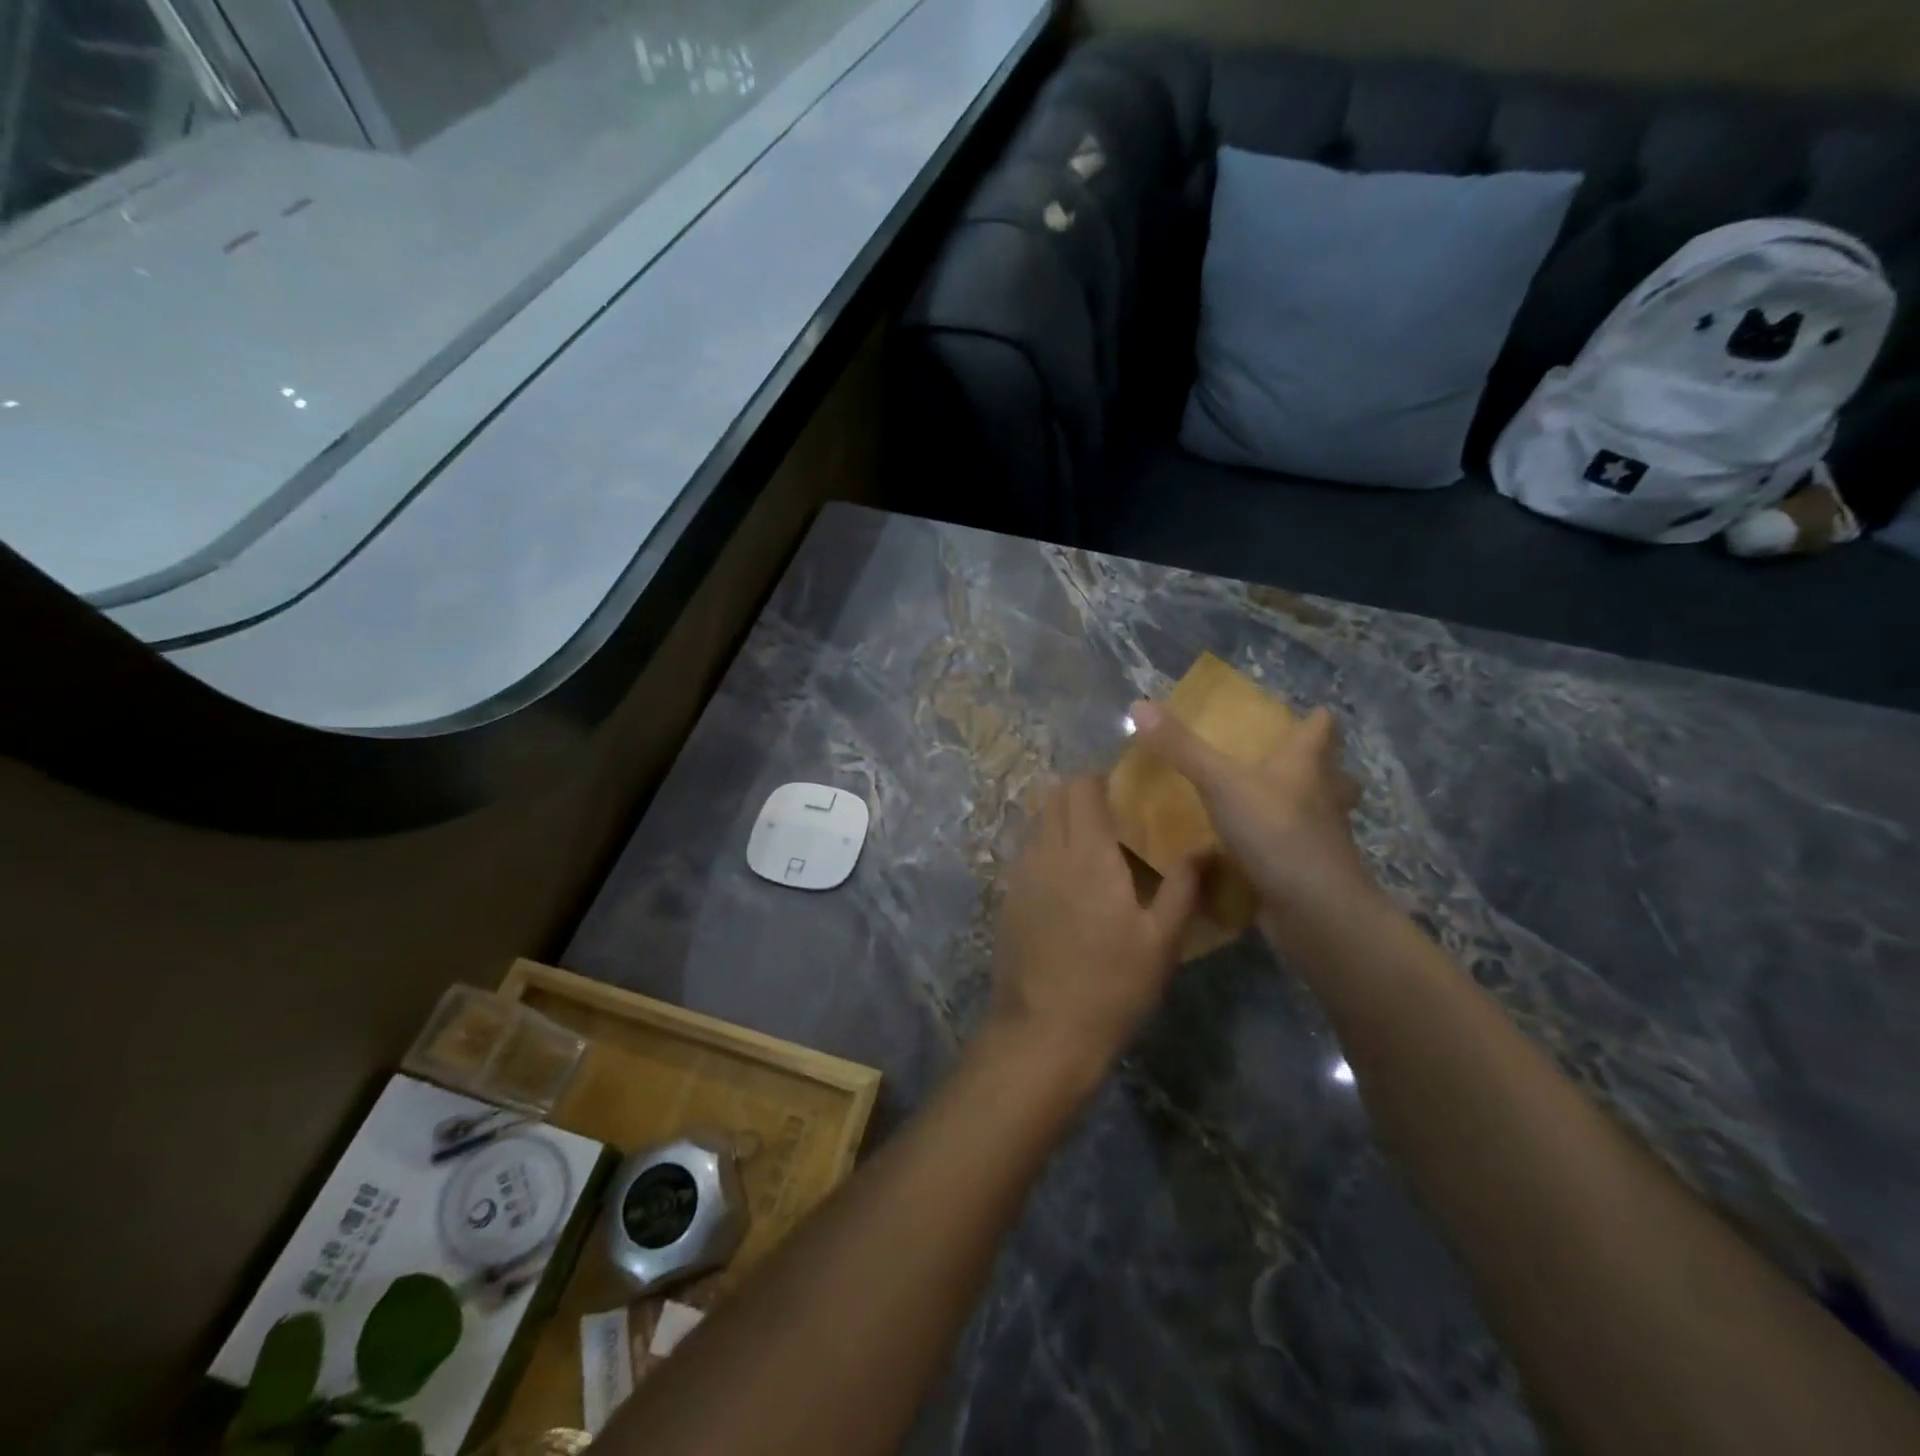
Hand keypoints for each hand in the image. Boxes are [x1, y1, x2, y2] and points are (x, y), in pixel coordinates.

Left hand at [985, 776, 1202, 1090]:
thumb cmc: (1112, 985)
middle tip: (1111, 812)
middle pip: (1053, 796)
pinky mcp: (1007, 898)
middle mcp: (1047, 852)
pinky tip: (1067, 878)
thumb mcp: (1161, 941)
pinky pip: (1026, 852)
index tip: (1124, 787)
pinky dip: (1046, 846)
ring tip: (1091, 842)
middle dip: (1079, 792)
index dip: (1100, 778)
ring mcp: (1020, 875)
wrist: (1043, 1031)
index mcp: (1087, 853)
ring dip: (1060, 818)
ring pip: (1036, 823)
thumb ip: (1183, 887)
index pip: (1082, 788)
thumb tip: (1206, 847)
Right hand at [1126, 700, 1376, 939]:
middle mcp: (1322, 796)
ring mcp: (1322, 838)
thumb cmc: (1275, 831)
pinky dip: (1280, 848)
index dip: (1313, 718)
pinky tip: (1253, 852)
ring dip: (1299, 808)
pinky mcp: (1310, 872)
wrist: (1315, 910)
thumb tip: (1139, 705)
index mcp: (1307, 764)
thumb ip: (1181, 748)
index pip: (1323, 727)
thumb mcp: (1220, 782)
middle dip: (1314, 767)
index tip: (1298, 715)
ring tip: (1264, 806)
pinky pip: (1297, 851)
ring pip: (1318, 813)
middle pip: (1331, 772)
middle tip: (1279, 764)